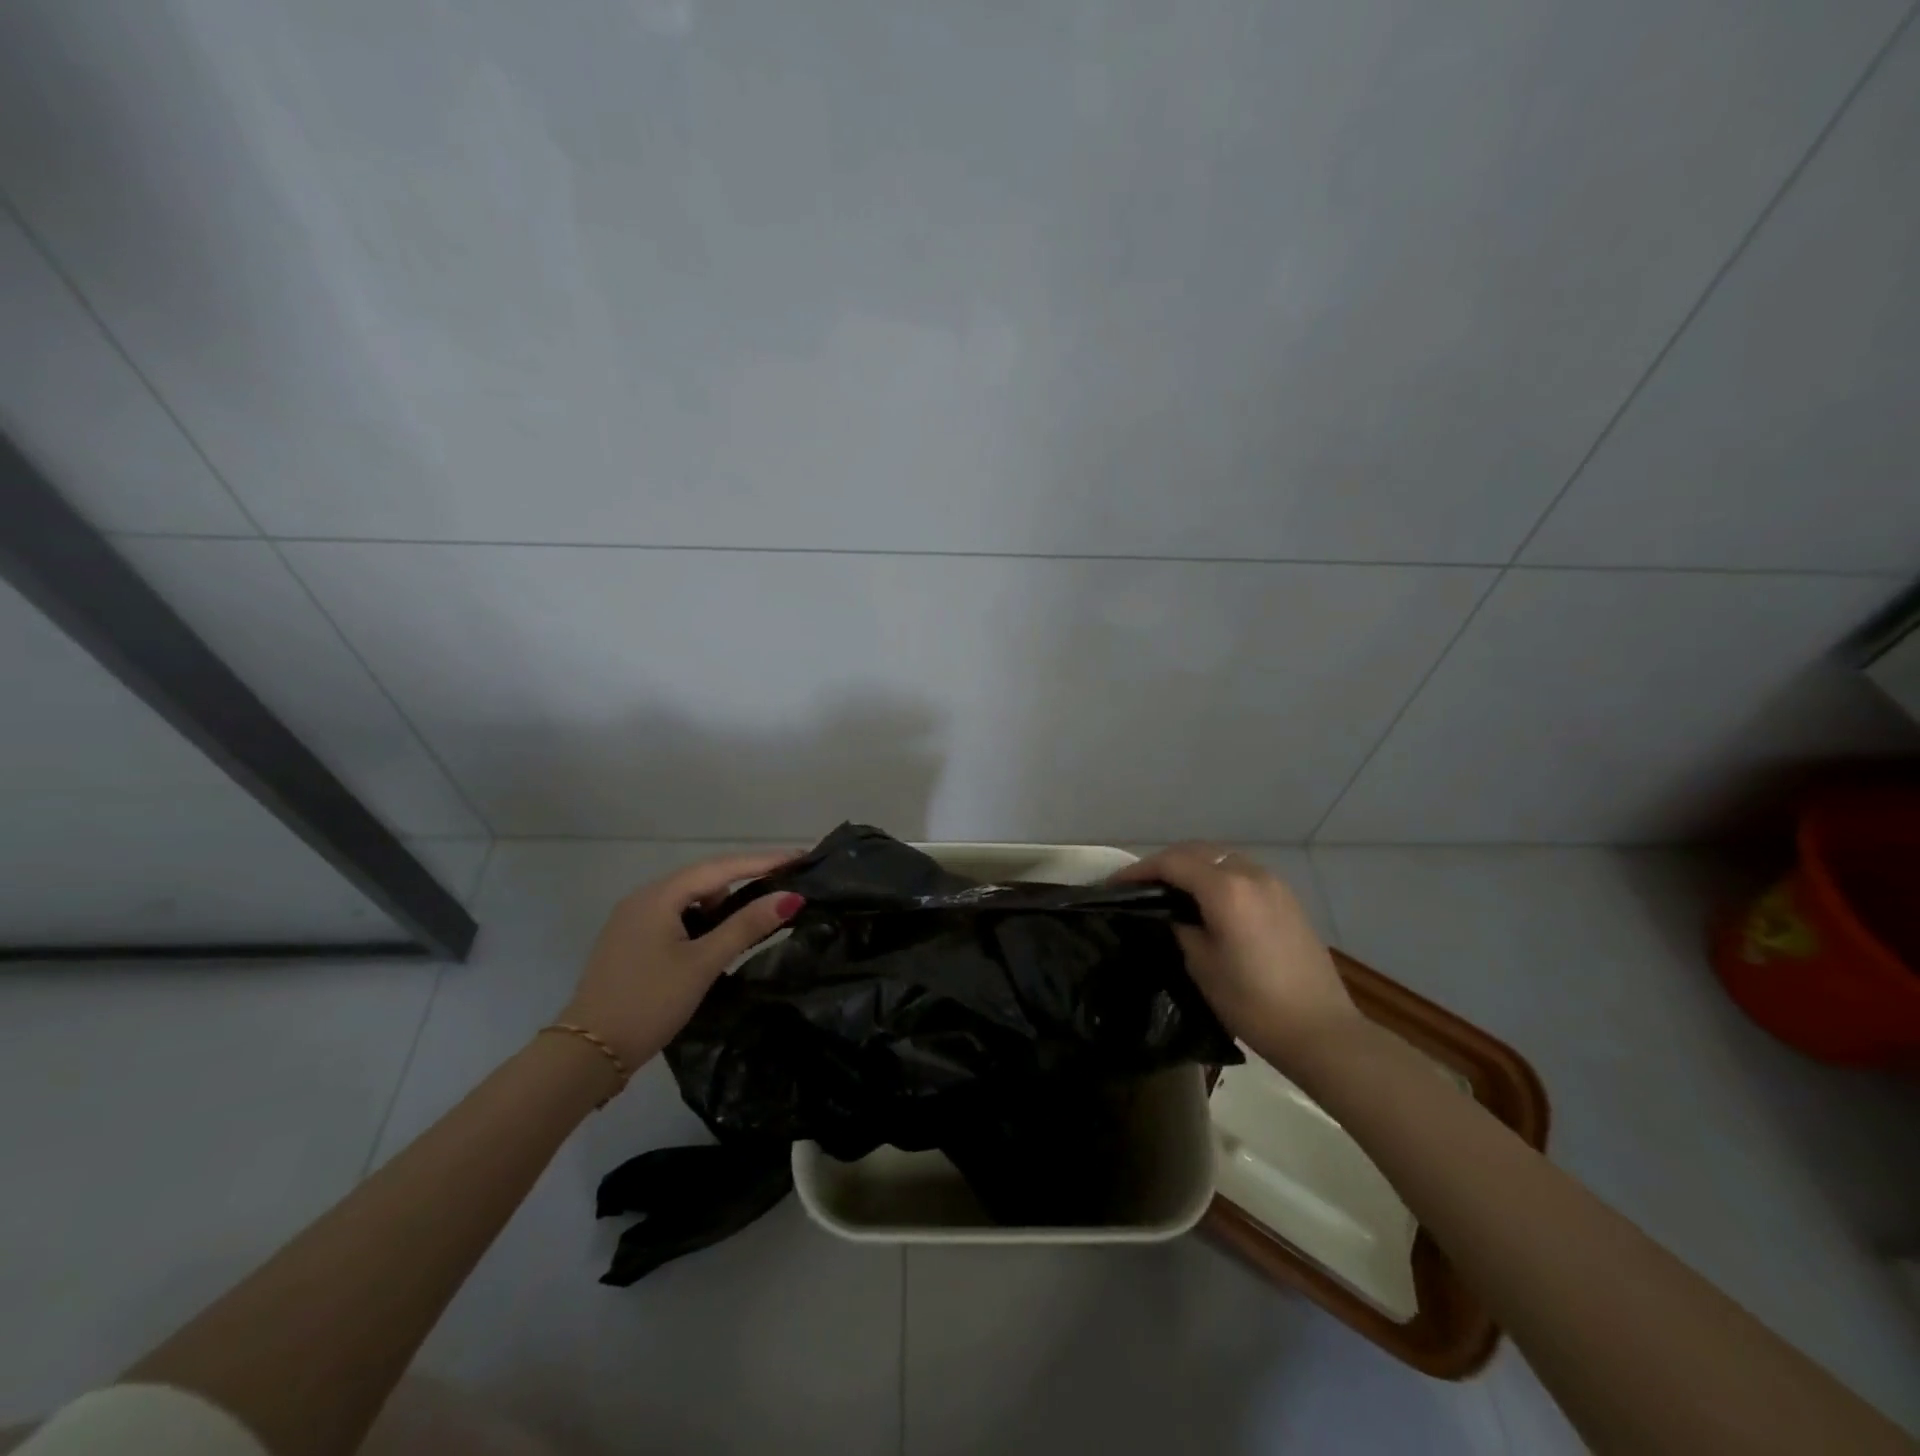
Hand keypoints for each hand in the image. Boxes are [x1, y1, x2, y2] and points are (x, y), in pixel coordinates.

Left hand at [558, 850, 803, 1074]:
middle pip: (704, 877)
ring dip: (722, 901)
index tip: (799, 857)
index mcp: (658, 896)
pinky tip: (716, 937)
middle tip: (785, 880)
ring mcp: (632, 919)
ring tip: (754, 915)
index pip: (721, 867)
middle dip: (745, 877)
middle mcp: (643, 898)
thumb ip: (746, 927)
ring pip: (689, 897)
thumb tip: (790, 897)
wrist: (588, 1054)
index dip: (763, 861)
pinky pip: (675, 915)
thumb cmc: (650, 1002)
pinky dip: (701, 918)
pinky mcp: (630, 941)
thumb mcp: (703, 963)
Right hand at [1117, 843, 1359, 1068]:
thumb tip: (1173, 913)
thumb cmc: (1252, 1002)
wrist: (1320, 1030)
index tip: (1115, 885)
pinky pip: (1242, 871)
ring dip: (1193, 865)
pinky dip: (1217, 874)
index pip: (1172, 863)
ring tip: (1171, 889)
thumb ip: (1182, 927)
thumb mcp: (1202, 965)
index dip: (1139, 870)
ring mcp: (1273, 883)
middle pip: (1197, 851)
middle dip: (1165, 862)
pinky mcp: (1287, 898)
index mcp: (1225, 889)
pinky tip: (1207, 898)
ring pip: (1222, 857)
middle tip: (1139, 884)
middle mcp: (1250, 874)